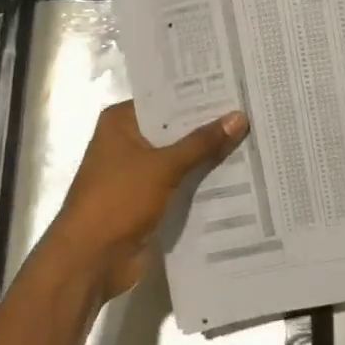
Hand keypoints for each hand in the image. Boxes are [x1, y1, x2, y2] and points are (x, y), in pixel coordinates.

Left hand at [42, 101, 248, 300]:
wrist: (91, 259)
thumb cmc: (118, 200)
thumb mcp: (163, 166)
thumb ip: (202, 143)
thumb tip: (239, 116)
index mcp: (121, 122)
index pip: (165, 98)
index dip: (198, 94)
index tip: (235, 86)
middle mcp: (128, 141)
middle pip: (175, 128)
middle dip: (209, 125)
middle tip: (252, 110)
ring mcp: (138, 172)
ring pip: (180, 157)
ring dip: (209, 155)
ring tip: (253, 139)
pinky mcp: (148, 199)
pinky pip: (181, 183)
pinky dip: (202, 181)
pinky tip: (238, 175)